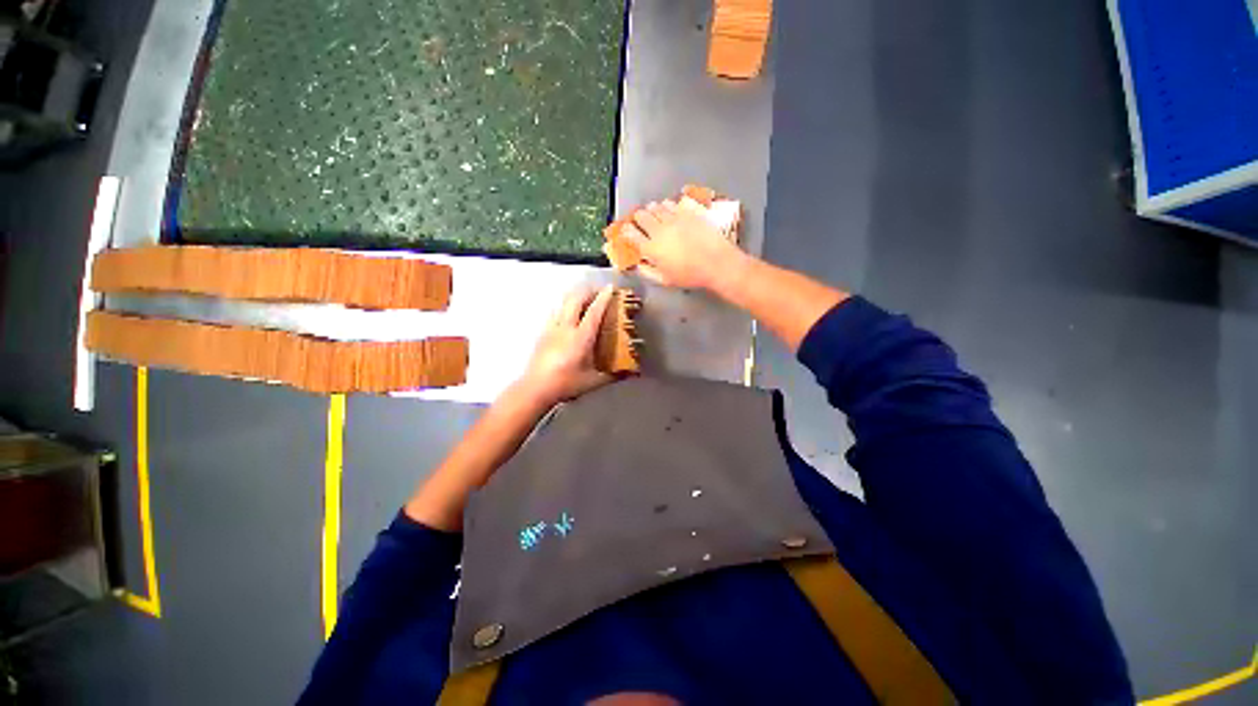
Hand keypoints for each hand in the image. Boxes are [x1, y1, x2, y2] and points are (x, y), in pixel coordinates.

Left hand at [515, 285, 616, 406]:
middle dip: (588, 291)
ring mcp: (552, 328)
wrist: (536, 388)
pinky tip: (568, 312)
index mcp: (581, 337)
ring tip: (585, 298)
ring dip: (576, 296)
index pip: (594, 311)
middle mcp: (566, 328)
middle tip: (599, 292)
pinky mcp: (543, 332)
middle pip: (576, 300)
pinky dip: (565, 306)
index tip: (610, 288)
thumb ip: (613, 375)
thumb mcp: (593, 381)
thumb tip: (632, 373)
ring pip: (564, 303)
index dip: (603, 297)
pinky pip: (555, 311)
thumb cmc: (567, 384)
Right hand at [621, 199, 746, 289]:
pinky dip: (667, 205)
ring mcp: (673, 219)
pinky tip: (669, 209)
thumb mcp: (665, 280)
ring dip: (652, 210)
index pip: (631, 234)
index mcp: (651, 249)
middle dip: (638, 218)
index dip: (626, 231)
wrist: (716, 263)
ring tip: (654, 213)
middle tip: (640, 221)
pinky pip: (671, 203)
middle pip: (641, 216)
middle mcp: (659, 230)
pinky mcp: (687, 212)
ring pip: (655, 207)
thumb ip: (648, 272)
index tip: (627, 231)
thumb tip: (638, 264)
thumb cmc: (690, 276)